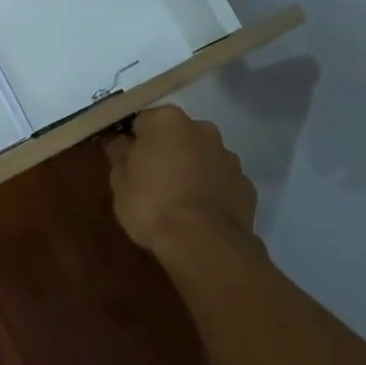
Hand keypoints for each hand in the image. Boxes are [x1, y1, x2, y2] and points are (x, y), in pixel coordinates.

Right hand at [104, 106, 262, 259]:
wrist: (204, 243)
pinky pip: (221, 181)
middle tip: (151, 180)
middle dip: (166, 151)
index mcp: (167, 121)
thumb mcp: (119, 182)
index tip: (127, 162)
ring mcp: (228, 157)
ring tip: (178, 201)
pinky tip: (200, 214)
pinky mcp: (246, 185)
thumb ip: (120, 155)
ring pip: (202, 156)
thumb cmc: (152, 205)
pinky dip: (211, 190)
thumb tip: (121, 142)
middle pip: (177, 135)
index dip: (133, 141)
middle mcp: (202, 129)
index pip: (142, 121)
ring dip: (191, 169)